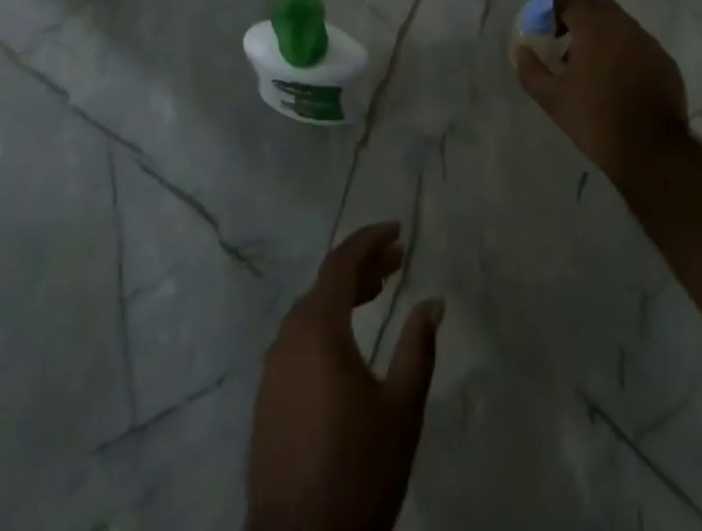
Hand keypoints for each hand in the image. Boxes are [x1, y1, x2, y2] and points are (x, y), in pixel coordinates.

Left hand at [248, 222, 442, 530]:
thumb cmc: (357, 470)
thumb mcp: (401, 408)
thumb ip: (418, 348)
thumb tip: (433, 302)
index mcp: (318, 330)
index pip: (341, 263)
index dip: (370, 240)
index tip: (398, 229)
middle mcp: (289, 338)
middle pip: (326, 284)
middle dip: (363, 265)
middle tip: (398, 258)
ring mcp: (273, 369)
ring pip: (312, 311)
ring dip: (345, 294)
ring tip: (380, 291)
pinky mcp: (268, 398)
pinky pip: (300, 338)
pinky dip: (328, 323)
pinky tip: (350, 339)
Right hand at [515, 0, 689, 191]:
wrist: (653, 151)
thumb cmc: (596, 119)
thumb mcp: (552, 99)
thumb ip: (530, 70)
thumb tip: (522, 50)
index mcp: (593, 25)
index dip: (548, 5)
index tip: (540, 25)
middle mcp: (622, 23)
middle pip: (594, 0)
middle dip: (575, 12)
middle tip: (562, 40)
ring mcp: (647, 40)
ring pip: (617, 20)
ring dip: (599, 31)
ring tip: (588, 65)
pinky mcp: (663, 59)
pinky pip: (636, 42)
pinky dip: (621, 49)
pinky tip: (615, 80)